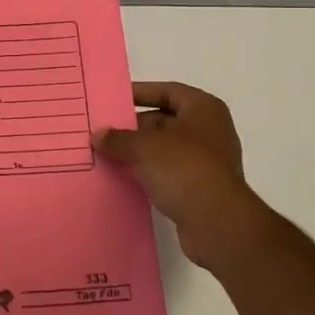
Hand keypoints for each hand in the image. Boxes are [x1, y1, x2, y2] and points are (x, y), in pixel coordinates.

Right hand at [95, 82, 274, 270]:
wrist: (217, 223)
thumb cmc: (184, 169)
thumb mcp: (145, 147)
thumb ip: (119, 138)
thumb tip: (98, 135)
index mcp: (203, 109)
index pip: (167, 91)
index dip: (139, 93)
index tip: (112, 99)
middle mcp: (209, 130)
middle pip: (165, 120)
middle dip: (134, 126)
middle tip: (103, 131)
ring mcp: (207, 161)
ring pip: (165, 149)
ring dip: (139, 153)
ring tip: (106, 154)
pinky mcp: (200, 188)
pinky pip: (168, 173)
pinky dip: (148, 174)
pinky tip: (123, 178)